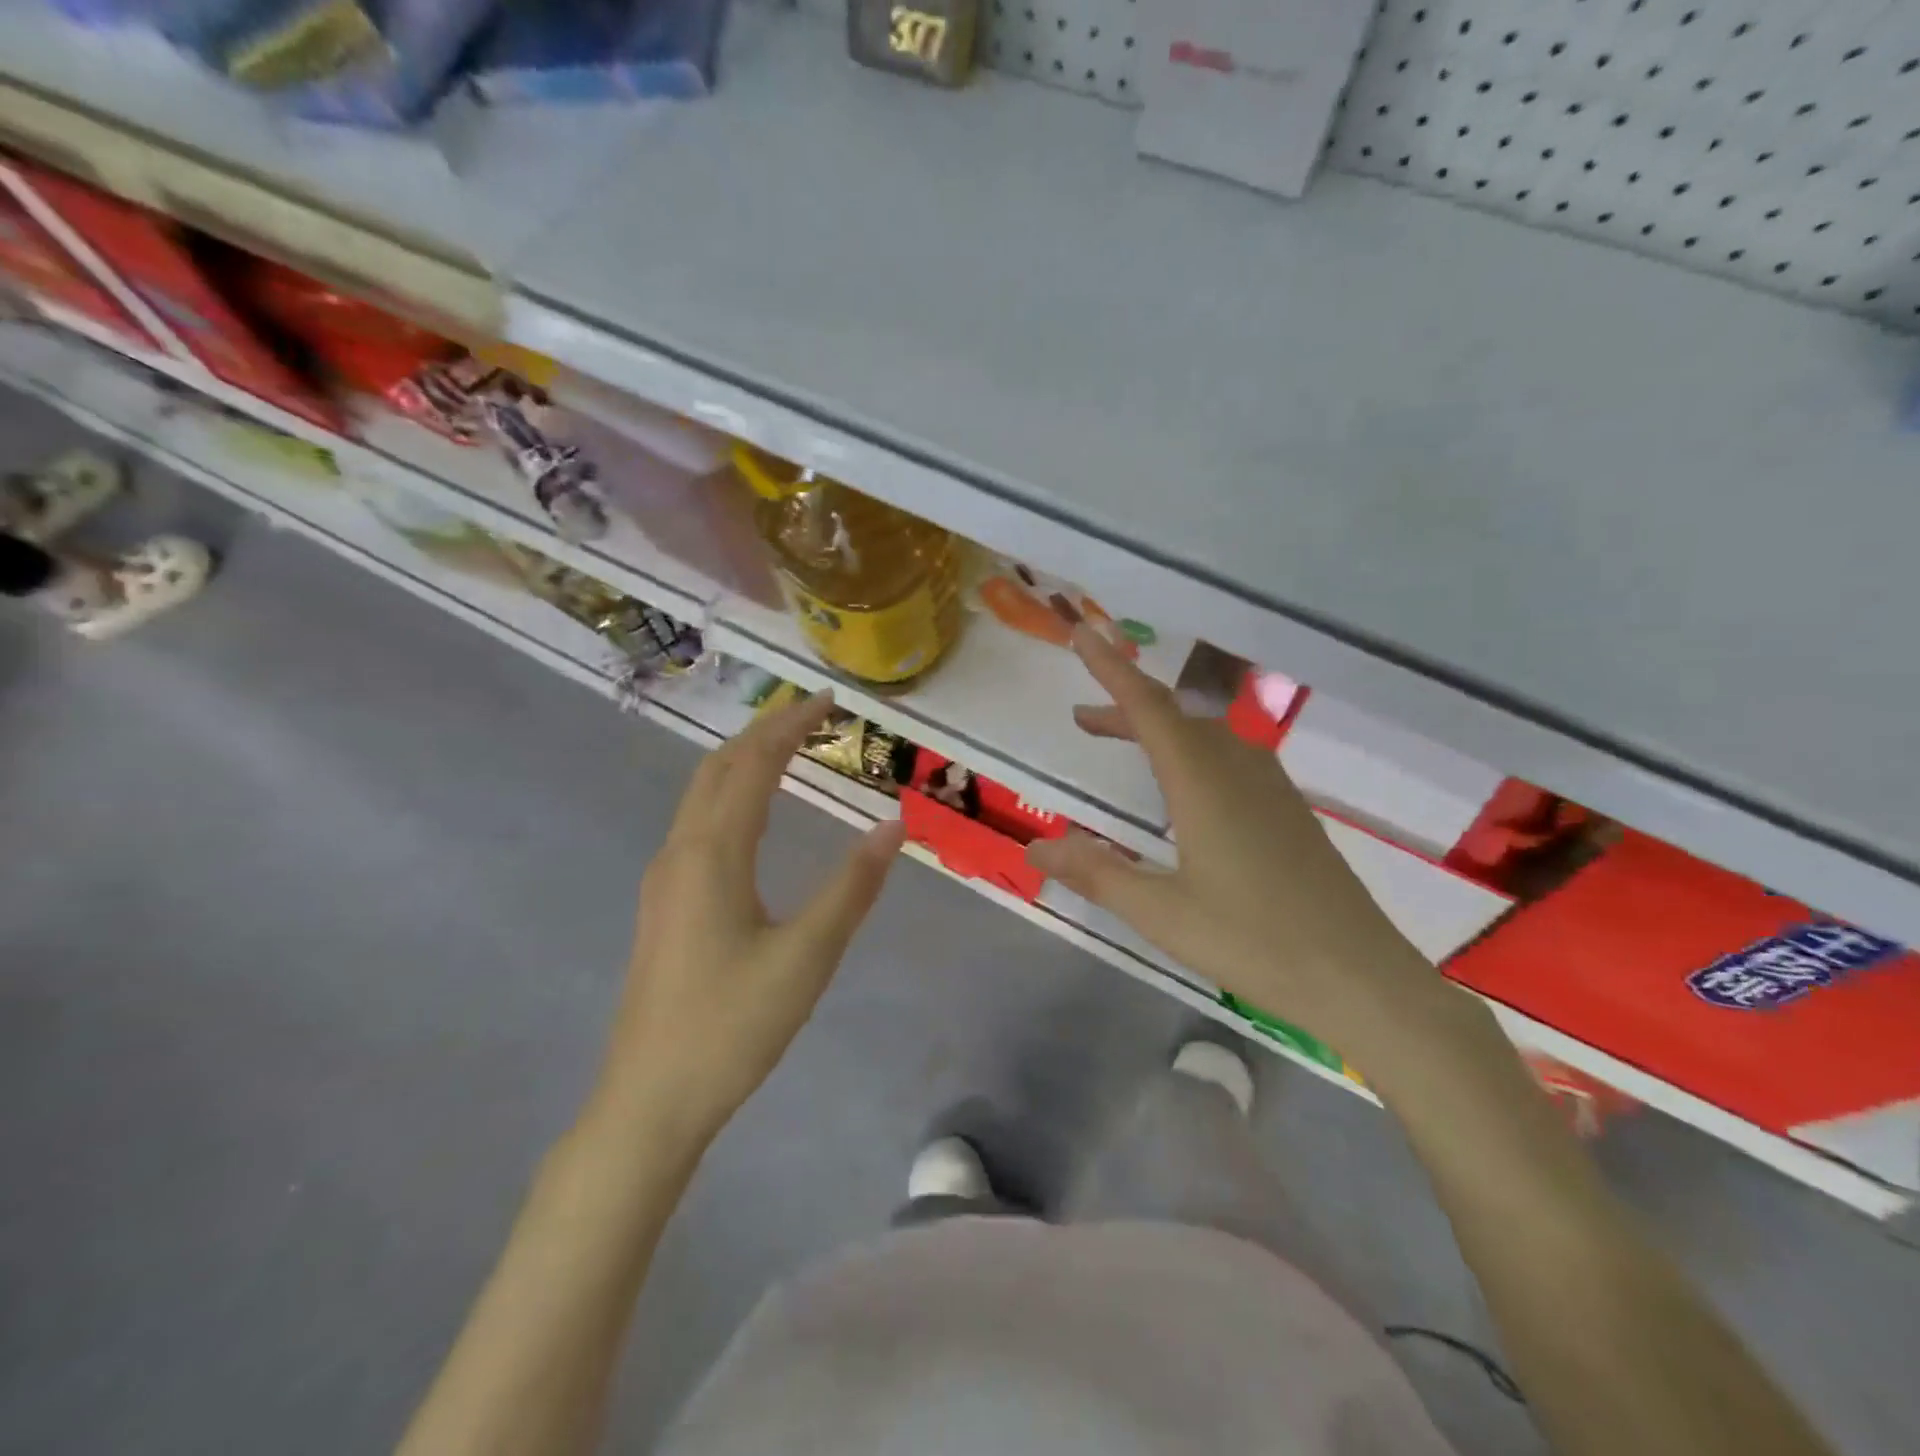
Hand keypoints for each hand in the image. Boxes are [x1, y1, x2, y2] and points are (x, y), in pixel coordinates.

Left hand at [592, 690, 905, 1142]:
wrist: (649, 1101)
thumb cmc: (732, 1027)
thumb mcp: (807, 957)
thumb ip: (852, 888)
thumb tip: (893, 826)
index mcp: (711, 855)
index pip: (752, 765)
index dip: (789, 726)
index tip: (827, 701)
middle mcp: (680, 853)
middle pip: (718, 769)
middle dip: (763, 732)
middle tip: (810, 714)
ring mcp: (664, 880)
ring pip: (701, 796)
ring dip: (742, 762)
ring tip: (786, 748)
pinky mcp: (663, 905)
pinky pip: (697, 824)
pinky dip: (729, 795)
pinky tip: (751, 816)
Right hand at [1026, 629, 1436, 1060]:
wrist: (1361, 978)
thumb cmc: (1253, 942)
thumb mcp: (1160, 912)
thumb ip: (1096, 873)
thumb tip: (1034, 849)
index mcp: (1202, 781)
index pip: (1147, 707)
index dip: (1109, 668)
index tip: (1081, 633)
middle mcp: (1238, 769)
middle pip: (1174, 716)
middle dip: (1125, 706)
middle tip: (1082, 719)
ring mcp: (1270, 788)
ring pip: (1204, 735)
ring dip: (1158, 730)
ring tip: (1121, 743)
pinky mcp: (1289, 811)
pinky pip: (1229, 757)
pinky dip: (1190, 752)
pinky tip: (1184, 788)